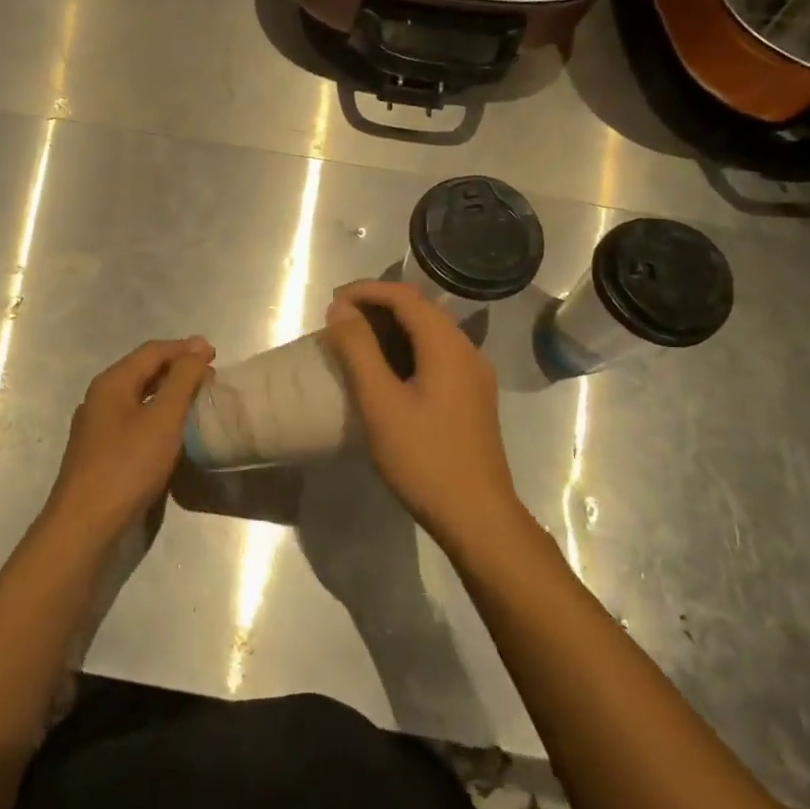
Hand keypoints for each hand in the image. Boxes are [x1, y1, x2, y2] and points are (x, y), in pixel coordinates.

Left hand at [45, 337, 213, 540]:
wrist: (85, 526)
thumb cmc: (127, 465)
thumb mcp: (163, 418)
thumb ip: (182, 380)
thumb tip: (199, 346)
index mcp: (112, 383)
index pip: (152, 351)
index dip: (185, 349)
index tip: (216, 356)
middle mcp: (100, 398)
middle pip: (143, 371)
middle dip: (178, 370)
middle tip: (210, 379)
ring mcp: (97, 427)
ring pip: (138, 397)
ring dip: (168, 394)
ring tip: (196, 401)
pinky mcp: (101, 452)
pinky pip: (134, 421)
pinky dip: (157, 417)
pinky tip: (172, 432)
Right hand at [324, 282, 522, 546]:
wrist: (477, 516)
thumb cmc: (424, 458)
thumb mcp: (380, 402)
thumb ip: (358, 350)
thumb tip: (341, 308)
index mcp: (447, 345)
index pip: (405, 296)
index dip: (366, 291)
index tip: (332, 303)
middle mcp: (466, 351)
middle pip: (420, 310)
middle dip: (377, 307)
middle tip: (338, 322)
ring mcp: (473, 375)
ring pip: (428, 333)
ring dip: (390, 329)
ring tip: (354, 343)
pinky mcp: (472, 397)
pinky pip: (436, 356)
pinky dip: (405, 350)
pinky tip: (384, 373)